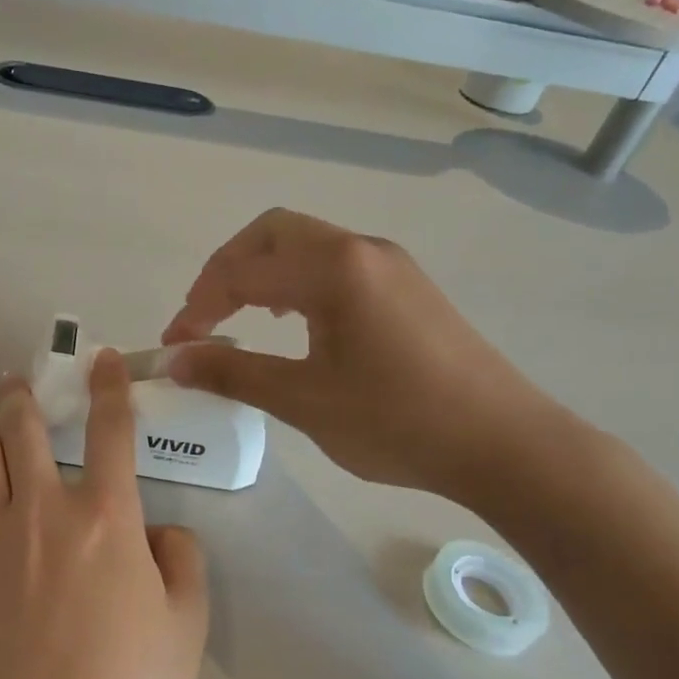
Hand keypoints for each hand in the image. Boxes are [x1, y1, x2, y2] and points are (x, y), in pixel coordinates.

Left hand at [0, 351, 208, 678]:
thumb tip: (160, 532)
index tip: (103, 359)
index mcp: (105, 518)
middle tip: (19, 381)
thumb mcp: (184, 629)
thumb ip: (182, 564)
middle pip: (24, 428)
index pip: (111, 429)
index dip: (110, 386)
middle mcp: (41, 512)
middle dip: (23, 395)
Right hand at [162, 208, 564, 504]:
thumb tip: (175, 361)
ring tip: (239, 317)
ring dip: (261, 271)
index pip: (242, 273)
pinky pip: (334, 262)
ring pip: (305, 244)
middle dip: (225, 270)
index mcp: (333, 269)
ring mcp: (389, 263)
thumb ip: (233, 373)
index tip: (173, 346)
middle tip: (202, 317)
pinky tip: (294, 321)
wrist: (504, 444)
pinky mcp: (406, 285)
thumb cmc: (397, 422)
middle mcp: (360, 249)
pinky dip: (296, 280)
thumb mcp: (304, 401)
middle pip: (271, 233)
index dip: (197, 307)